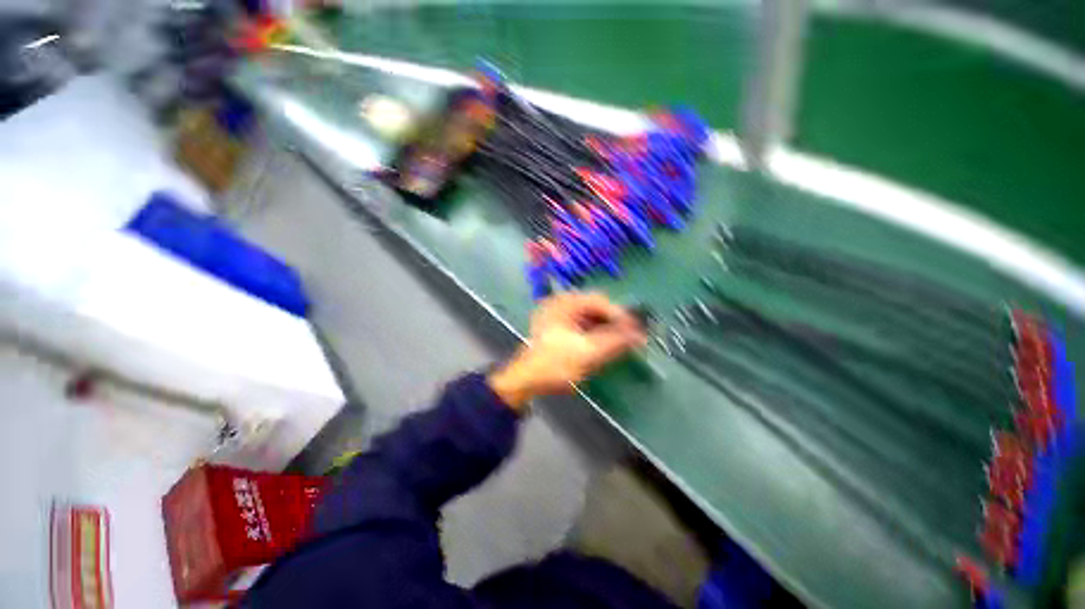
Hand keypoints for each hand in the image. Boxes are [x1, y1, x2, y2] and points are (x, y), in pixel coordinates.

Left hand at [488, 292, 646, 409]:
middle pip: (594, 307)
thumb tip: (640, 335)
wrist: (525, 381)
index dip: (620, 315)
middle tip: (630, 338)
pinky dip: (594, 333)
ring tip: (619, 342)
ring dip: (604, 328)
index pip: (600, 301)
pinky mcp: (556, 327)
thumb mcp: (588, 353)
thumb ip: (615, 341)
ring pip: (588, 316)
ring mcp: (556, 315)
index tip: (637, 330)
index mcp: (564, 303)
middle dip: (613, 322)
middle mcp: (560, 303)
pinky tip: (602, 344)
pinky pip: (581, 324)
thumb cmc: (555, 364)